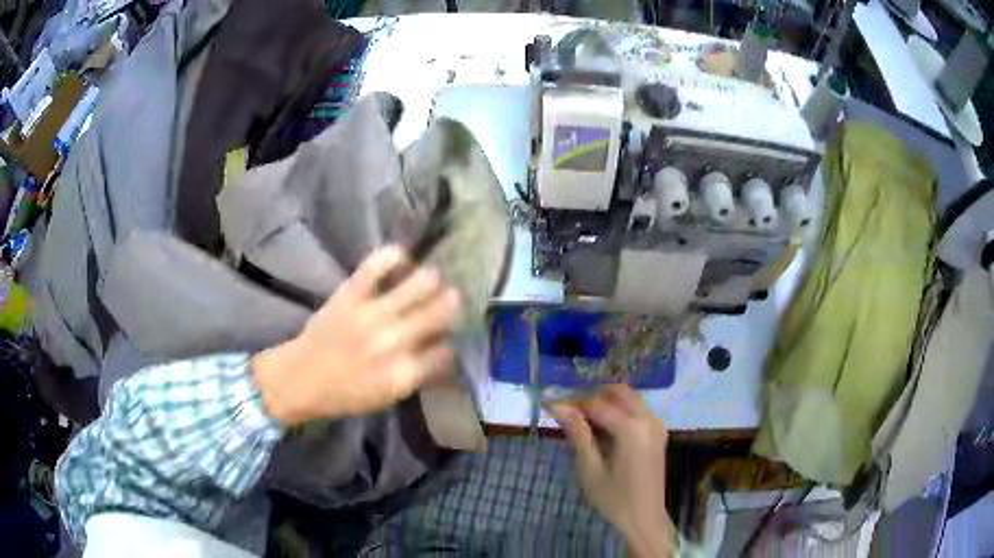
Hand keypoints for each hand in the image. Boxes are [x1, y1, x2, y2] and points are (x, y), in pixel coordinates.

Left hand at [252, 246, 460, 426]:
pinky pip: (379, 263)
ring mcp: (372, 312)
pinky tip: (401, 262)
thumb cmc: (345, 394)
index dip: (449, 343)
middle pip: (441, 311)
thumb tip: (443, 353)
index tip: (444, 340)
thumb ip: (418, 375)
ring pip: (421, 283)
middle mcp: (394, 340)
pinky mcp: (351, 292)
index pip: (446, 350)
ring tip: (429, 281)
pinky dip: (395, 256)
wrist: (300, 378)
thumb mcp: (388, 397)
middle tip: (450, 302)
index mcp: (404, 372)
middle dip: (451, 305)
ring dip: (432, 281)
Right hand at [549, 385, 670, 556]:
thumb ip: (577, 434)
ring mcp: (656, 425)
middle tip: (568, 411)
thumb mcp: (590, 469)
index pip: (596, 403)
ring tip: (582, 420)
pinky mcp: (658, 433)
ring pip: (629, 398)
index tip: (549, 405)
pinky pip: (638, 410)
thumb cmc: (614, 499)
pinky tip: (602, 429)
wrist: (644, 519)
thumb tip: (559, 407)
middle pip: (617, 392)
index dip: (571, 402)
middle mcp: (648, 419)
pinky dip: (619, 411)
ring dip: (606, 402)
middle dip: (591, 396)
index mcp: (631, 428)